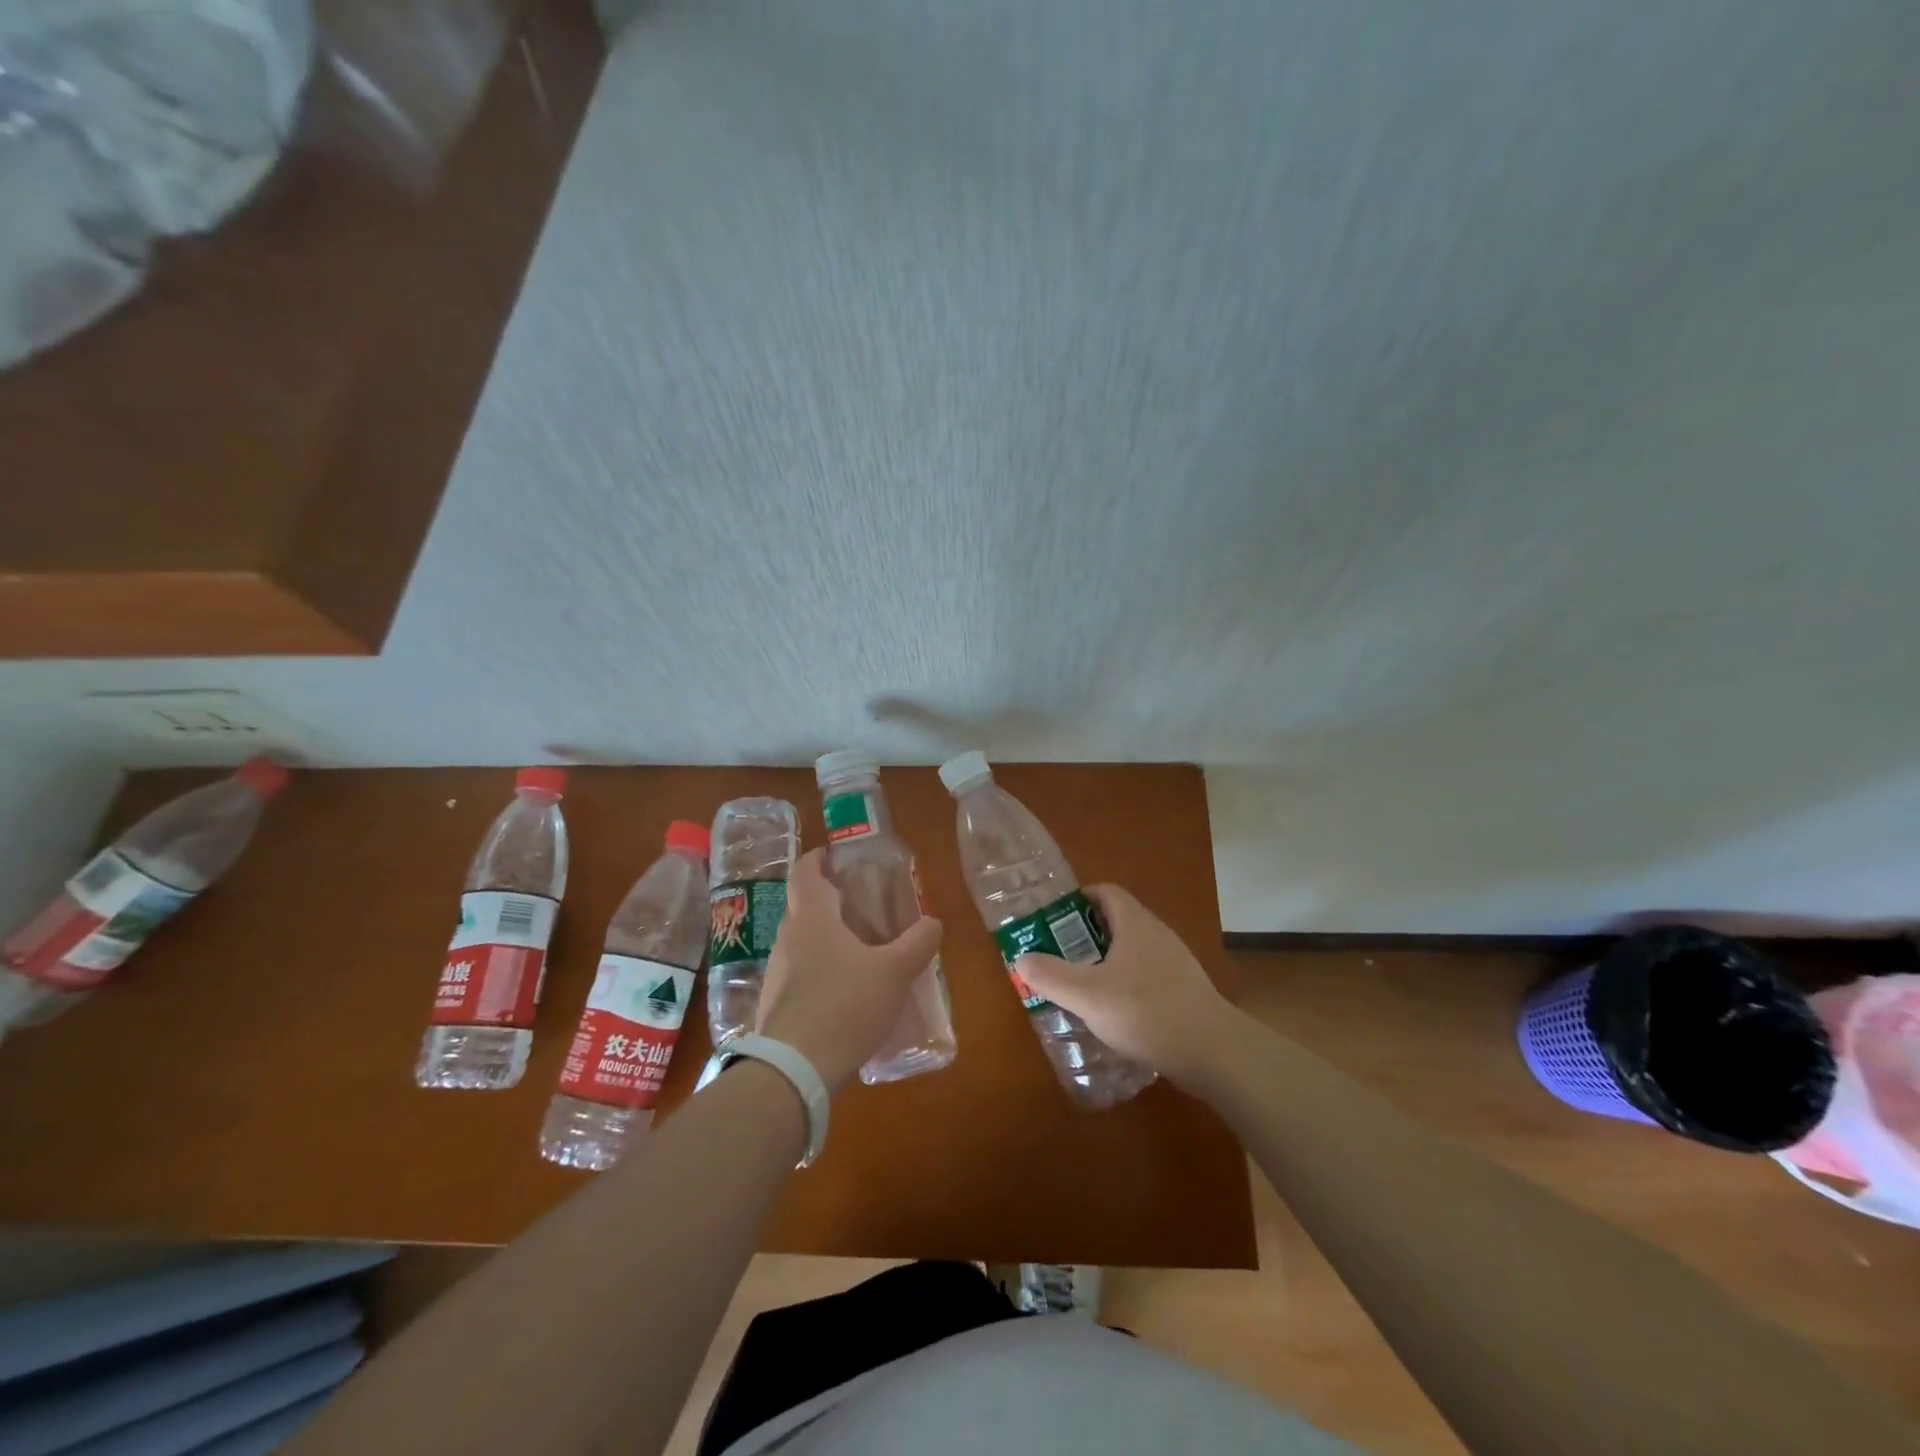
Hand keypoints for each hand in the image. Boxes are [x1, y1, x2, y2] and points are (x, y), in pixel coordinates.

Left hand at [754, 848, 943, 1091]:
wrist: (793, 1070)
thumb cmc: (845, 1005)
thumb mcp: (893, 972)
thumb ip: (917, 944)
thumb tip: (934, 923)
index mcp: (812, 919)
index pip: (805, 873)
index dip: (818, 859)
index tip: (834, 855)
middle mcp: (788, 939)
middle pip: (803, 908)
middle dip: (830, 902)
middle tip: (862, 907)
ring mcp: (777, 974)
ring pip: (802, 944)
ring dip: (826, 941)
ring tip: (859, 953)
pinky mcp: (775, 1006)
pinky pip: (799, 977)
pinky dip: (820, 974)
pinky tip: (845, 995)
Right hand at [1015, 884, 1234, 1087]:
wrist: (1214, 1052)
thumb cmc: (1146, 1011)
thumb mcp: (1088, 995)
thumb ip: (1051, 976)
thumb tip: (1021, 958)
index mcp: (1135, 923)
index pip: (1106, 892)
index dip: (1078, 899)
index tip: (1053, 919)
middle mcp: (1157, 934)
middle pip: (1117, 921)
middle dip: (1085, 935)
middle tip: (1059, 956)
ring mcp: (1175, 962)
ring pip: (1132, 950)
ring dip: (1105, 961)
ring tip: (1081, 986)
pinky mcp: (1185, 990)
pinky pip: (1147, 974)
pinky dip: (1126, 983)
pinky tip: (1114, 1012)